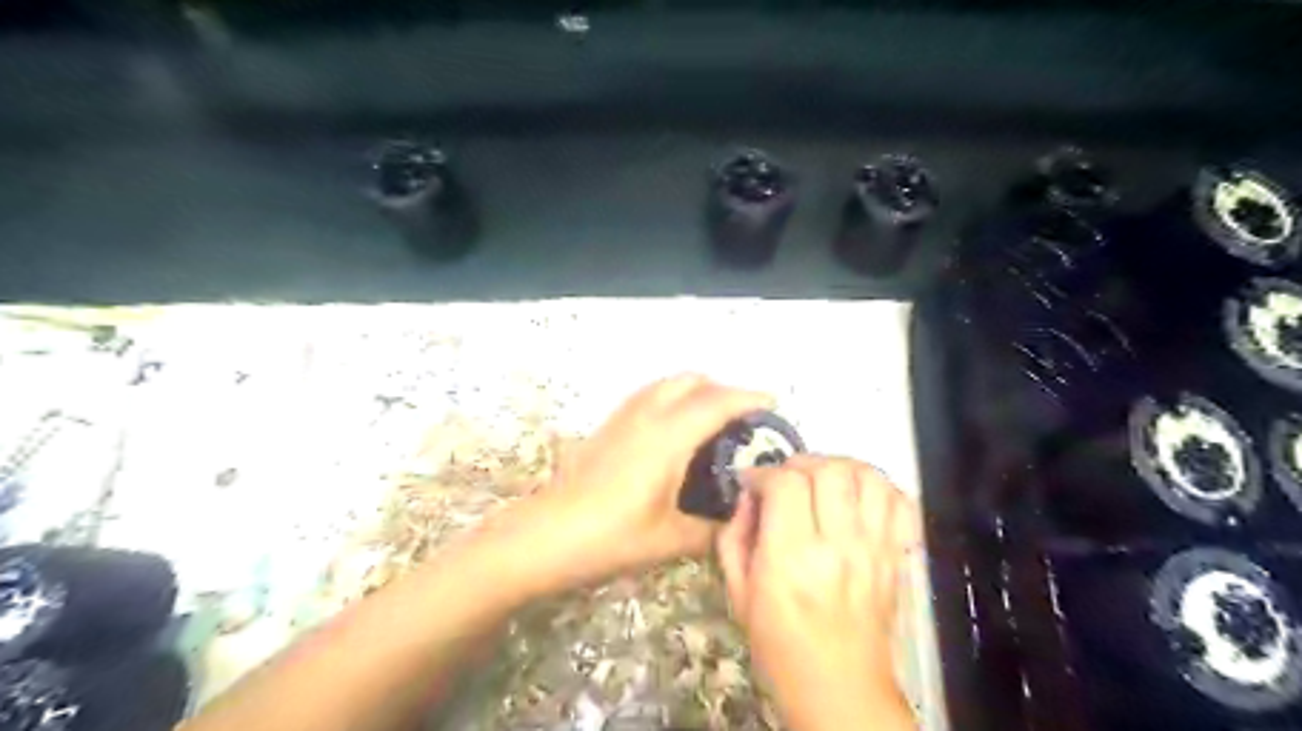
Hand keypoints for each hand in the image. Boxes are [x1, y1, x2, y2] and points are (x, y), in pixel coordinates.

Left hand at [485, 374, 771, 595]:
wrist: (545, 536)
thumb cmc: (610, 537)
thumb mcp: (669, 540)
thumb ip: (711, 531)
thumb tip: (737, 525)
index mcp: (668, 437)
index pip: (717, 402)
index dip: (749, 398)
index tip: (773, 404)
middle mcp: (647, 415)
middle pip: (691, 381)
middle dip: (722, 390)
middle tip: (742, 420)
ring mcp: (623, 418)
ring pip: (666, 384)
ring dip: (695, 391)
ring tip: (712, 422)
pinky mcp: (607, 427)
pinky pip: (648, 396)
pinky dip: (671, 399)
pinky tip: (673, 433)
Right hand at [718, 453, 920, 728]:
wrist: (839, 687)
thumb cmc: (779, 643)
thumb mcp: (738, 593)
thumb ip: (735, 536)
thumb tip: (748, 496)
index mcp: (791, 559)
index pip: (786, 484)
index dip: (766, 473)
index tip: (754, 482)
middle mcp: (837, 547)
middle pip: (830, 472)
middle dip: (801, 463)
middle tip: (787, 478)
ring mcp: (874, 549)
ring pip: (869, 478)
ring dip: (841, 467)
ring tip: (823, 480)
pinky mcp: (896, 556)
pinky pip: (900, 503)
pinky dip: (880, 487)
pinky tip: (858, 497)